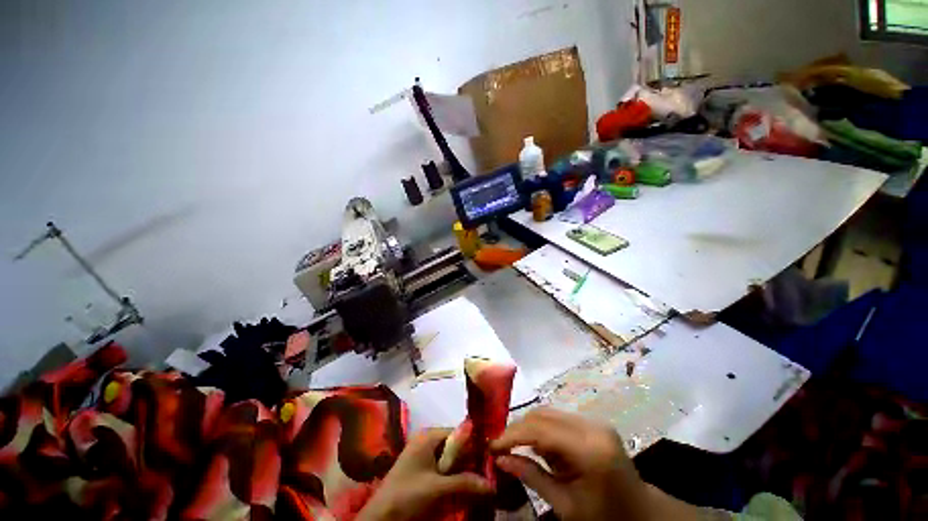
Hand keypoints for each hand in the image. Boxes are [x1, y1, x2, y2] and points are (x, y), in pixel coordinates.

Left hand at [358, 428, 492, 520]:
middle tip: (487, 474)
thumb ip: (465, 482)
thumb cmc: (407, 494)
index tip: (489, 458)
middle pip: (454, 447)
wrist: (379, 517)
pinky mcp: (421, 472)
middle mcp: (427, 442)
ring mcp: (423, 457)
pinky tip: (462, 489)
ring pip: (449, 461)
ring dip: (462, 472)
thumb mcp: (437, 488)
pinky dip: (452, 479)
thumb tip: (491, 483)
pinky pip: (442, 471)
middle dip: (469, 461)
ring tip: (479, 483)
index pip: (458, 433)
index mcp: (429, 436)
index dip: (474, 444)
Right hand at [490, 407, 654, 520]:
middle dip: (518, 429)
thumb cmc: (604, 519)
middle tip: (499, 446)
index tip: (491, 445)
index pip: (541, 430)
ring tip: (514, 446)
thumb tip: (500, 460)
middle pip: (543, 415)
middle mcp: (592, 426)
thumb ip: (532, 477)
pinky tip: (536, 445)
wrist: (641, 514)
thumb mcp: (566, 507)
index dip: (512, 434)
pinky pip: (558, 418)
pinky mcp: (593, 422)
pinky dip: (542, 429)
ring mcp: (594, 421)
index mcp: (590, 450)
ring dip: (529, 427)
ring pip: (548, 413)